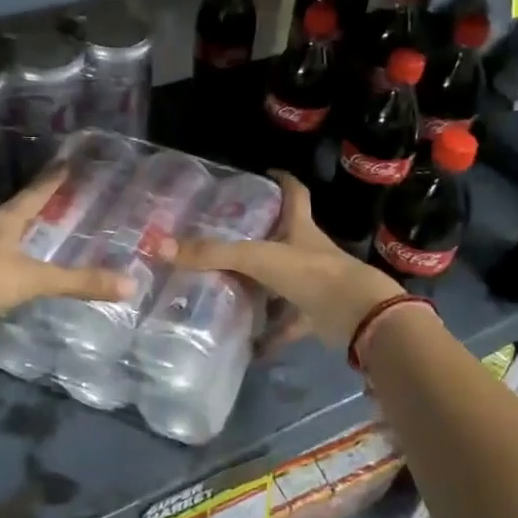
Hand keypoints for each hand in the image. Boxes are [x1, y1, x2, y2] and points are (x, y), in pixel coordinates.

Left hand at [0, 169, 133, 332]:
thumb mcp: (33, 281)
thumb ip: (78, 283)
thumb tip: (129, 285)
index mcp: (5, 217)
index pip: (36, 192)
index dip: (53, 179)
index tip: (66, 162)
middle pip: (9, 206)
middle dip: (27, 204)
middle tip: (45, 204)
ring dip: (3, 225)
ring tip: (17, 230)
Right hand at [173, 172, 400, 352]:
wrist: (358, 316)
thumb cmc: (311, 273)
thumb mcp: (258, 258)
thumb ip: (212, 254)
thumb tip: (160, 246)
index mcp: (300, 228)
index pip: (294, 194)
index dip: (282, 181)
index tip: (265, 173)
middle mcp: (308, 252)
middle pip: (284, 237)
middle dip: (259, 237)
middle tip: (223, 236)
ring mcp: (313, 284)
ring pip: (282, 282)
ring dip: (260, 286)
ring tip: (224, 286)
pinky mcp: (315, 315)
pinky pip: (286, 324)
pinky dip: (269, 335)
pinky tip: (246, 345)